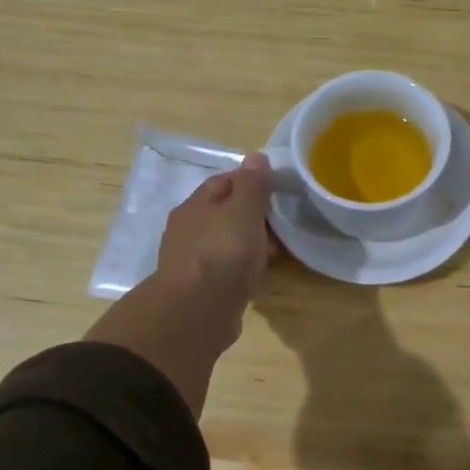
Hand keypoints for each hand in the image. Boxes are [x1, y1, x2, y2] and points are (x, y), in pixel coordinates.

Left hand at [85, 156, 274, 416]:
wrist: (196, 312)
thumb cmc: (223, 253)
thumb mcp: (244, 211)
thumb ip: (252, 185)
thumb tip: (256, 156)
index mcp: (195, 205)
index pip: (224, 182)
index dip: (251, 182)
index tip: (277, 190)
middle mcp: (188, 229)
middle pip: (224, 214)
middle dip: (252, 216)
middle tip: (281, 225)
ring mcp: (191, 261)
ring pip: (225, 243)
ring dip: (248, 245)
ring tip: (274, 253)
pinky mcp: (199, 289)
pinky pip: (225, 270)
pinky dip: (241, 269)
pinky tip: (256, 277)